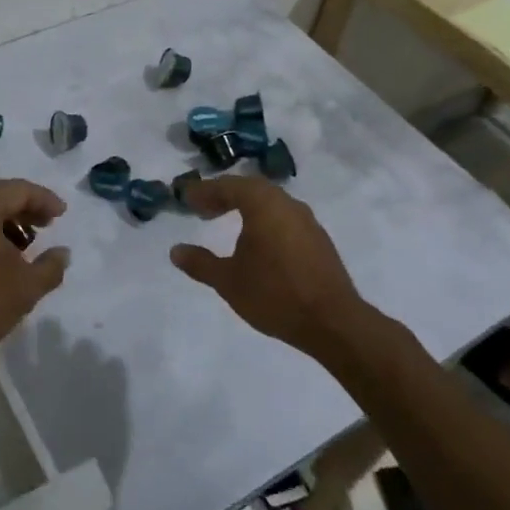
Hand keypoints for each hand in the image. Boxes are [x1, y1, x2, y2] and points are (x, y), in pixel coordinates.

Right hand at [168, 176, 362, 357]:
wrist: (333, 323)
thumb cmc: (275, 294)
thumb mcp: (228, 281)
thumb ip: (200, 263)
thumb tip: (176, 251)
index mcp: (263, 204)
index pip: (228, 186)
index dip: (204, 191)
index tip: (186, 198)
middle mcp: (287, 204)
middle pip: (251, 189)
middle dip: (224, 195)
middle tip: (203, 209)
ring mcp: (307, 221)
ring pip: (270, 202)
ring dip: (246, 207)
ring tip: (227, 222)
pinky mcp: (319, 240)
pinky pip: (284, 218)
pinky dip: (265, 220)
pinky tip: (257, 241)